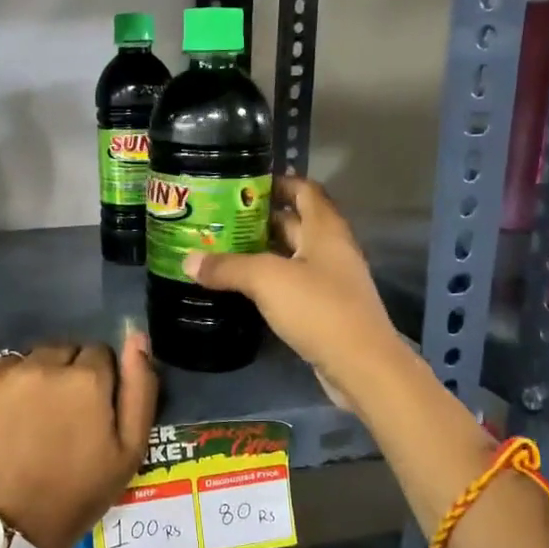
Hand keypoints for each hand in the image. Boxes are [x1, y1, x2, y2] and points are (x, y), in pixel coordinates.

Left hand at [0, 333, 159, 547]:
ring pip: (21, 363)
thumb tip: (137, 336)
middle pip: (59, 352)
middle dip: (64, 374)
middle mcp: (38, 366)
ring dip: (29, 381)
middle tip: (59, 418)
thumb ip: (139, 388)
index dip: (99, 380)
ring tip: (25, 425)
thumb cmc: (76, 496)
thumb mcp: (129, 451)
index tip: (91, 410)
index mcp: (83, 378)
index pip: (98, 353)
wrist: (5, 537)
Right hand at [184, 175, 414, 415]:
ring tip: (222, 247)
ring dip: (262, 250)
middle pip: (295, 222)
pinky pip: (292, 283)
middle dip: (260, 217)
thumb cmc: (318, 308)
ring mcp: (329, 280)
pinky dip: (268, 279)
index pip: (304, 189)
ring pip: (292, 255)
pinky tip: (240, 285)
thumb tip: (187, 260)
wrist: (360, 365)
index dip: (277, 182)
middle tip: (220, 216)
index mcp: (325, 229)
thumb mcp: (267, 280)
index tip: (242, 182)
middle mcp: (330, 248)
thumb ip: (228, 267)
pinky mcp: (323, 309)